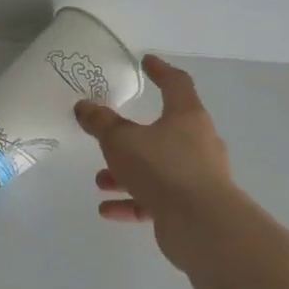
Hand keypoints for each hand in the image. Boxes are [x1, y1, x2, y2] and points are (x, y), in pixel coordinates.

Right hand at [75, 55, 246, 274]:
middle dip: (131, 136)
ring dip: (127, 173)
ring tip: (100, 181)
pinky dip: (133, 201)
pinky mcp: (193, 207)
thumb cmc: (163, 168)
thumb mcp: (121, 140)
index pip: (176, 84)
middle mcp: (198, 143)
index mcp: (187, 117)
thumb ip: (101, 123)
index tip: (146, 62)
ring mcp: (198, 177)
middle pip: (164, 130)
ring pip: (157, 167)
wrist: (203, 226)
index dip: (159, 71)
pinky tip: (108, 210)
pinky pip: (157, 199)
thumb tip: (85, 106)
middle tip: (108, 137)